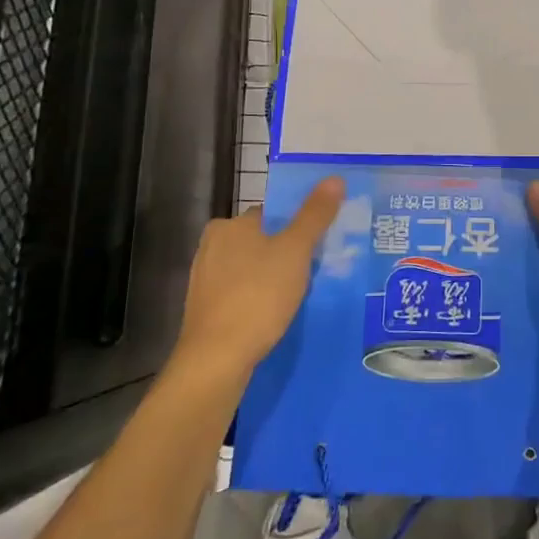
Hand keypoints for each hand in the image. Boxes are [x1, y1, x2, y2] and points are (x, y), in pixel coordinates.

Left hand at [174, 178, 344, 381]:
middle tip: (315, 271)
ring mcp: (204, 281)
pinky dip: (257, 300)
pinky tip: (274, 316)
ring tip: (299, 296)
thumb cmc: (258, 296)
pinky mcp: (204, 311)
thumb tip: (334, 178)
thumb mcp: (295, 251)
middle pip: (260, 242)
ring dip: (272, 279)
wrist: (216, 361)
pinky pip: (240, 295)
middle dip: (285, 254)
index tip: (319, 244)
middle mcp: (211, 246)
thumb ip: (315, 215)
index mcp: (229, 225)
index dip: (297, 226)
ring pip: (250, 270)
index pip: (271, 214)